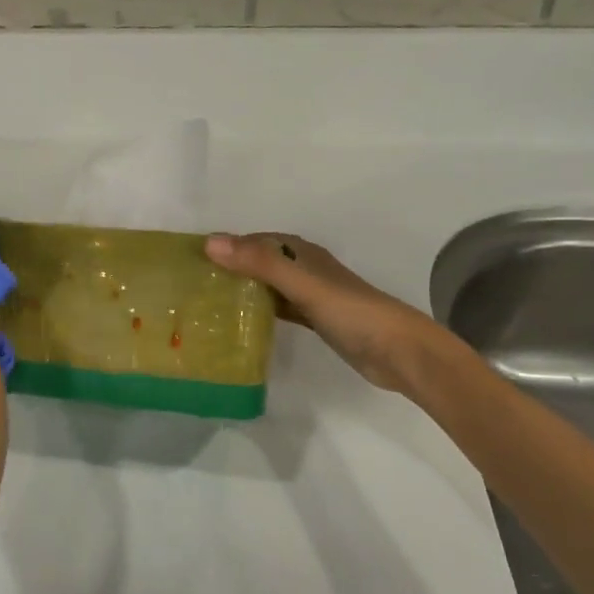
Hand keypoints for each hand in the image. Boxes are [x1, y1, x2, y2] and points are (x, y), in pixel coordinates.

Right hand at [204, 232, 449, 393]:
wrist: (399, 352)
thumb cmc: (351, 311)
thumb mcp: (301, 284)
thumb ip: (259, 263)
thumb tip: (210, 242)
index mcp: (302, 253)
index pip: (256, 240)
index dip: (228, 245)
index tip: (194, 258)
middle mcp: (305, 269)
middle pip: (260, 262)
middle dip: (231, 267)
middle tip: (195, 283)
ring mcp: (311, 296)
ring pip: (268, 285)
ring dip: (244, 289)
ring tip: (209, 302)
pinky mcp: (316, 320)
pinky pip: (279, 308)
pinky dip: (260, 311)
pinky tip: (241, 323)